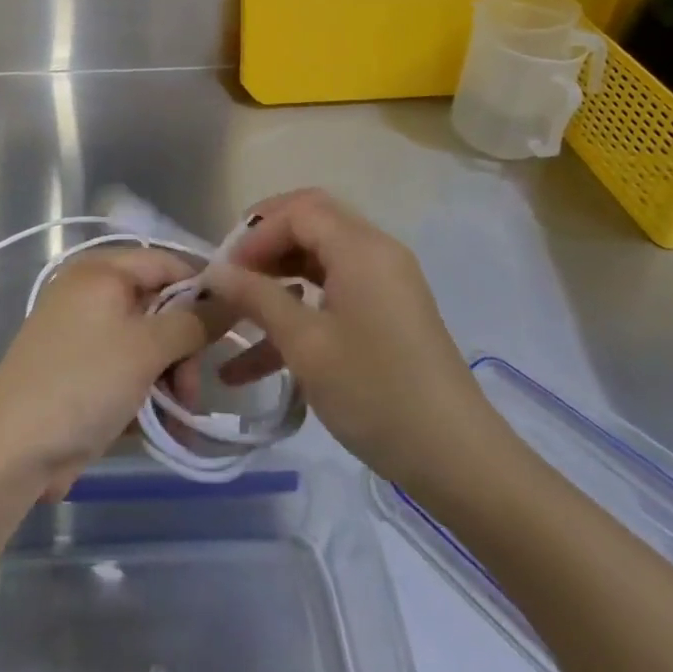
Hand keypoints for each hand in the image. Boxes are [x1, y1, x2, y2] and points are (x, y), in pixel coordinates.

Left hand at [0, 249, 214, 502]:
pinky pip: (127, 370)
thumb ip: (193, 322)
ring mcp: (84, 333)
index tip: (231, 327)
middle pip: (159, 307)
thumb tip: (231, 299)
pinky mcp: (81, 371)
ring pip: (147, 344)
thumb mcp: (146, 348)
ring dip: (169, 379)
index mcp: (102, 271)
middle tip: (191, 390)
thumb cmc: (83, 382)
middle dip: (183, 349)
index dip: (202, 290)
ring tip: (178, 419)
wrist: (10, 450)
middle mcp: (92, 293)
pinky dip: (146, 394)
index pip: (167, 262)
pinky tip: (162, 428)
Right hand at [199, 189, 502, 491]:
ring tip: (236, 315)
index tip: (224, 273)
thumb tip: (214, 271)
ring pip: (319, 260)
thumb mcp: (305, 344)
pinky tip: (257, 360)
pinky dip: (299, 311)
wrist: (458, 460)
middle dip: (264, 246)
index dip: (255, 233)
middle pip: (310, 224)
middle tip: (230, 277)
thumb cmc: (376, 393)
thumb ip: (256, 298)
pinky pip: (334, 294)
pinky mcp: (387, 314)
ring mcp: (385, 283)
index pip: (298, 211)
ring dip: (277, 281)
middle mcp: (376, 252)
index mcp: (360, 247)